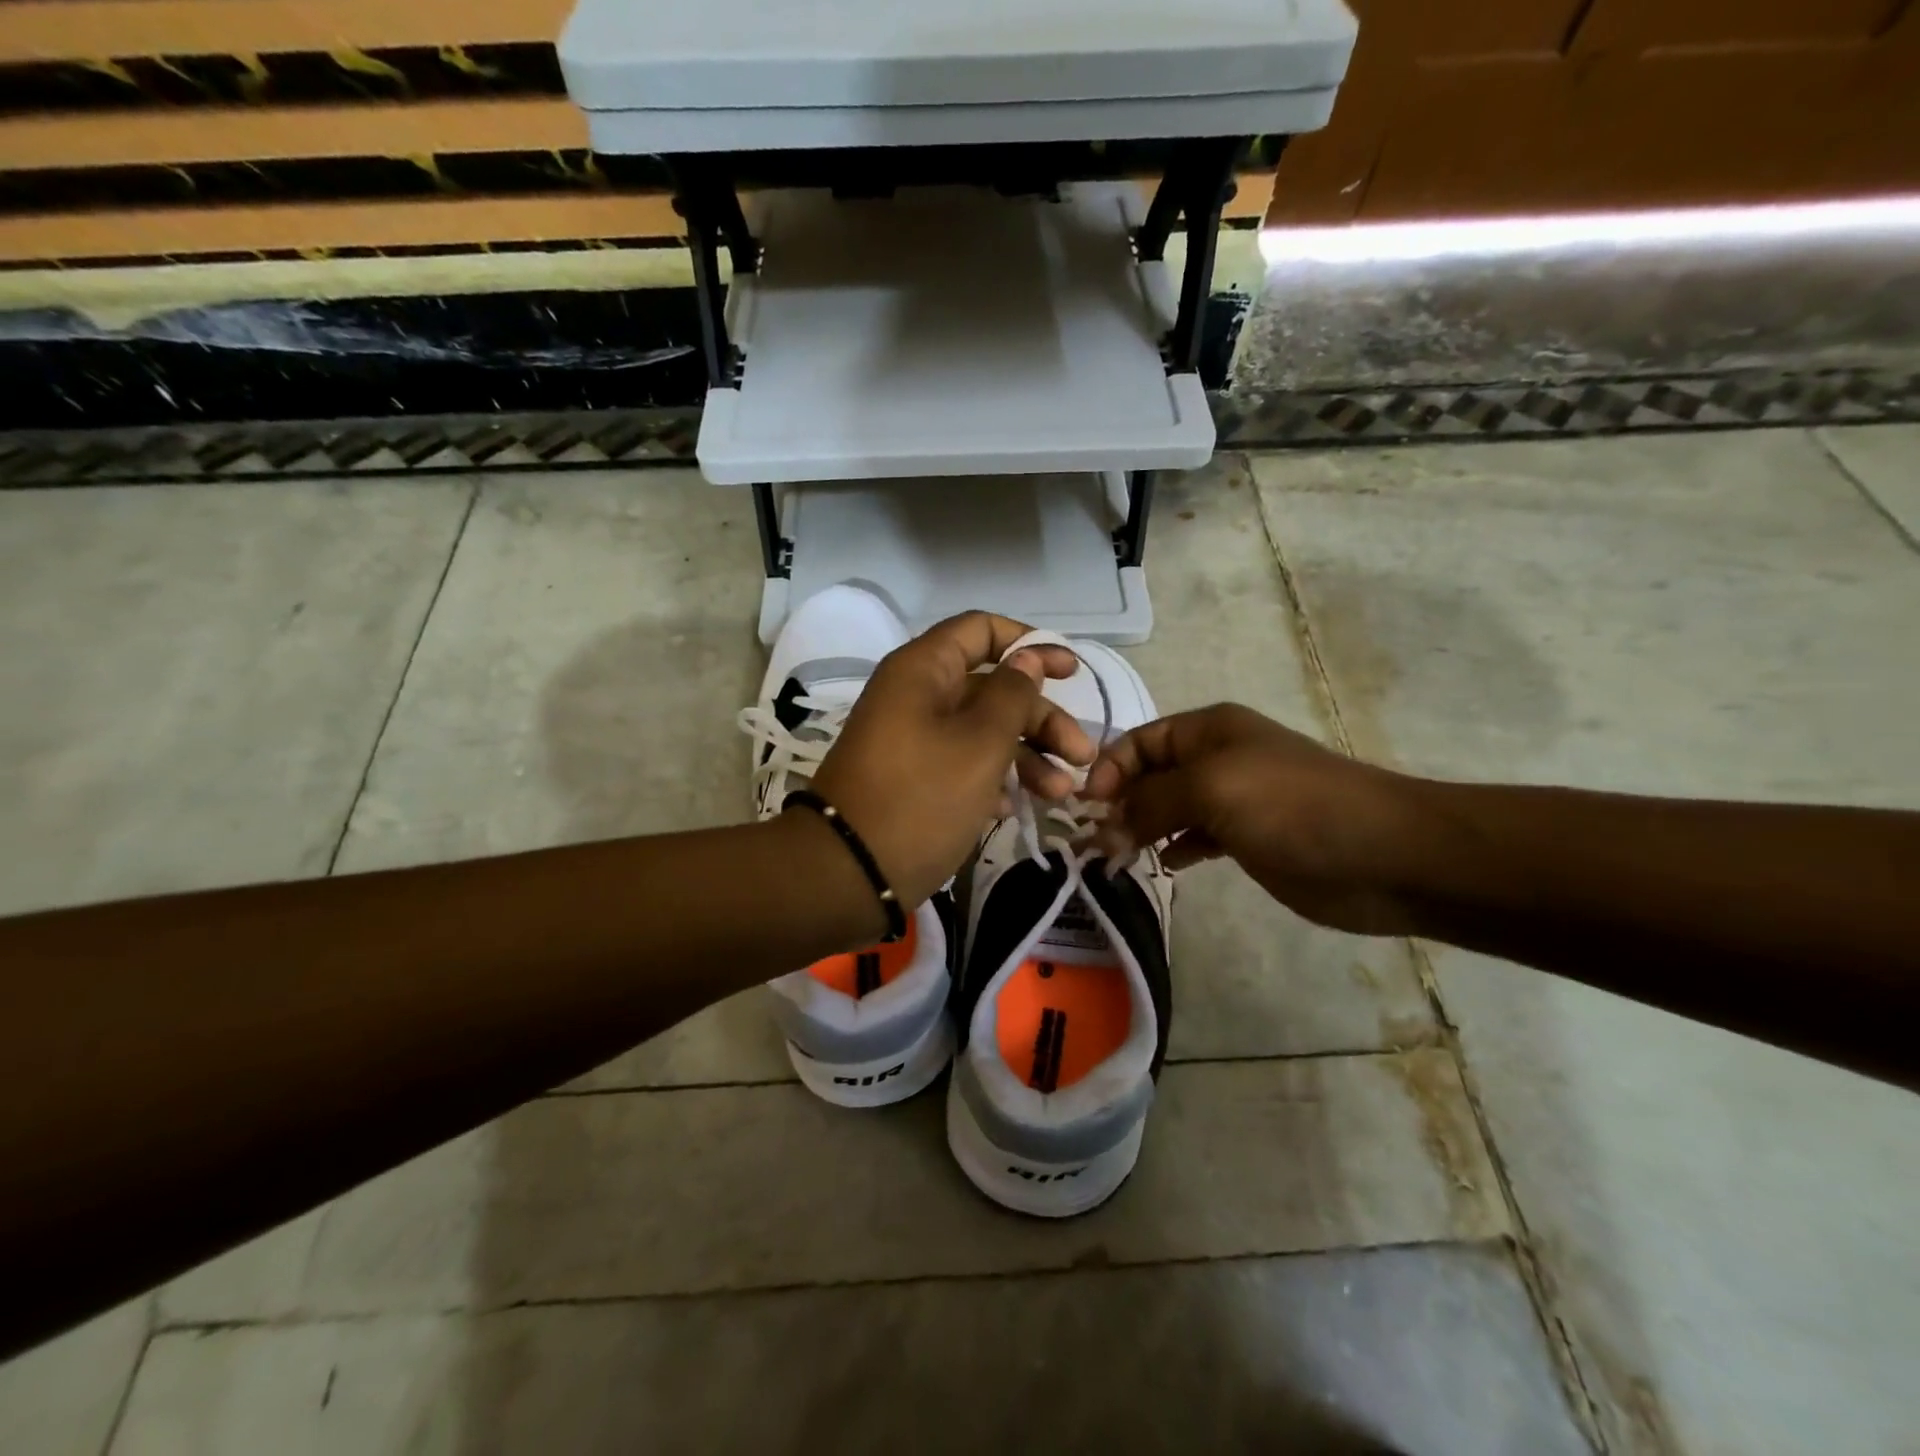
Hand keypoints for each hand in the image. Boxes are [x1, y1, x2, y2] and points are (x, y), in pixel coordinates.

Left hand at [808, 612, 1093, 908]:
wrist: (848, 873)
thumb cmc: (921, 797)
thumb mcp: (980, 744)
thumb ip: (1012, 695)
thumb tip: (1027, 658)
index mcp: (924, 670)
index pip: (981, 630)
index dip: (1029, 644)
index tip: (1070, 674)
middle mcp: (916, 696)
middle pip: (991, 687)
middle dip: (1041, 718)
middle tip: (1082, 755)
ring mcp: (912, 739)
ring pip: (981, 731)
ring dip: (1026, 756)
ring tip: (1061, 793)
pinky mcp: (913, 779)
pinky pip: (962, 764)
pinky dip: (993, 779)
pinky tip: (1014, 809)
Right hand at [1082, 703, 1430, 934]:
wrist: (1383, 853)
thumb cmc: (1291, 806)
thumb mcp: (1211, 789)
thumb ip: (1150, 803)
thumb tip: (1103, 826)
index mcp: (1208, 730)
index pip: (1139, 741)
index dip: (1109, 769)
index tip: (1086, 808)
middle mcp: (1217, 758)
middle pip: (1151, 775)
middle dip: (1120, 802)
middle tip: (1094, 841)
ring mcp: (1234, 799)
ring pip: (1169, 808)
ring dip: (1141, 828)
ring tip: (1116, 857)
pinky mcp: (1248, 838)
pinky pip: (1195, 837)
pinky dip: (1174, 848)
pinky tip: (1163, 865)